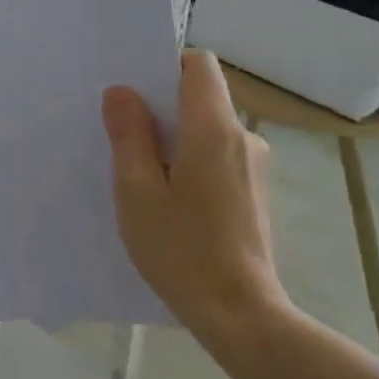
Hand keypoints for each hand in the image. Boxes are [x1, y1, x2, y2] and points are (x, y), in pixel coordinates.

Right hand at [102, 50, 288, 335]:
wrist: (240, 314)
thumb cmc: (181, 250)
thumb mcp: (137, 191)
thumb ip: (129, 135)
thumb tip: (122, 92)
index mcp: (213, 129)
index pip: (198, 64)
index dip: (165, 66)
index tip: (135, 92)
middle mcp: (243, 138)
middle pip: (202, 97)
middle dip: (162, 108)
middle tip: (122, 136)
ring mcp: (255, 166)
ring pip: (208, 130)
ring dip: (175, 140)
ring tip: (142, 175)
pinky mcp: (255, 192)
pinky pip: (219, 156)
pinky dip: (192, 163)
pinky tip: (171, 201)